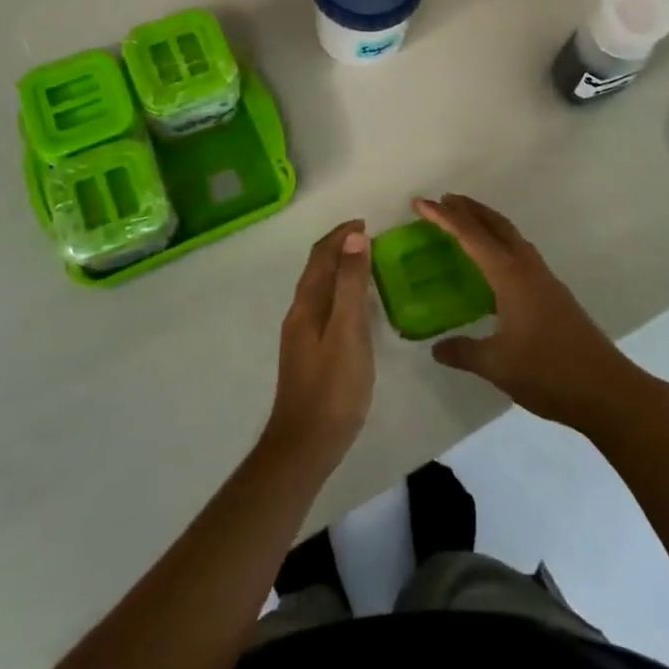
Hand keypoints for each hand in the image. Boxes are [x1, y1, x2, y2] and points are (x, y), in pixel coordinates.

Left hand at [263, 220, 374, 472]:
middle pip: (317, 270)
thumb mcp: (348, 332)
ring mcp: (302, 336)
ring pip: (320, 289)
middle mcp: (299, 314)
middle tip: (369, 238)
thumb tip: (354, 237)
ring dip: (339, 270)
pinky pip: (324, 307)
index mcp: (306, 305)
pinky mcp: (309, 354)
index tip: (365, 222)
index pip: (320, 256)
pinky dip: (340, 293)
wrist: (305, 445)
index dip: (340, 235)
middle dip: (339, 248)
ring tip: (366, 264)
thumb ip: (351, 285)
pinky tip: (356, 307)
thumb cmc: (333, 388)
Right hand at [415, 194, 650, 432]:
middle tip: (444, 200)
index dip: (444, 218)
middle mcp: (528, 268)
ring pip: (512, 238)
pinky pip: (521, 255)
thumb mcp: (497, 365)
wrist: (607, 391)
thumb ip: (464, 352)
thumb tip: (437, 348)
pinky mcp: (555, 295)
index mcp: (510, 276)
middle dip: (470, 209)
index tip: (420, 203)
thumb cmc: (548, 372)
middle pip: (497, 225)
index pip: (471, 236)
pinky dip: (502, 245)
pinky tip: (495, 267)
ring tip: (466, 224)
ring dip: (488, 224)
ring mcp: (545, 280)